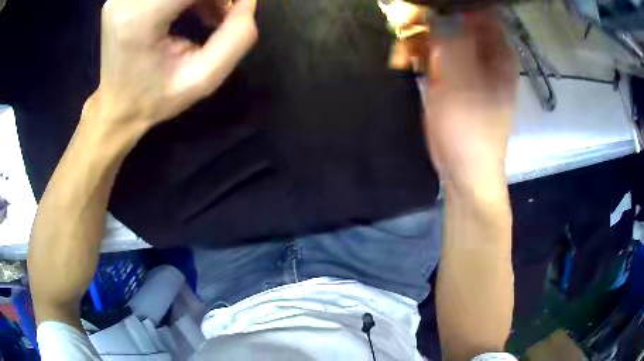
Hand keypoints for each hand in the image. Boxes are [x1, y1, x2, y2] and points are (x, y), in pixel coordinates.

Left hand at [91, 0, 256, 128]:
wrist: (116, 107)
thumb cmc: (155, 98)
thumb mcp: (203, 79)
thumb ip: (237, 38)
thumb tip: (249, 0)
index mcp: (142, 19)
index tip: (235, 9)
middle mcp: (127, 0)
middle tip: (225, 13)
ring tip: (212, 13)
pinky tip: (193, 9)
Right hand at [423, 9, 517, 190]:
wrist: (463, 170)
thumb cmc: (469, 129)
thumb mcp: (462, 80)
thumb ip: (453, 39)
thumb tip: (440, 9)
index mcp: (499, 52)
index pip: (479, 10)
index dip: (453, 4)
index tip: (426, 5)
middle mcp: (486, 53)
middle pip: (458, 20)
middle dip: (431, 19)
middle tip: (406, 23)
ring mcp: (468, 64)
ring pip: (444, 35)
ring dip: (421, 37)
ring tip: (404, 49)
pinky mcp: (453, 77)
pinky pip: (436, 53)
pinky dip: (420, 53)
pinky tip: (406, 61)